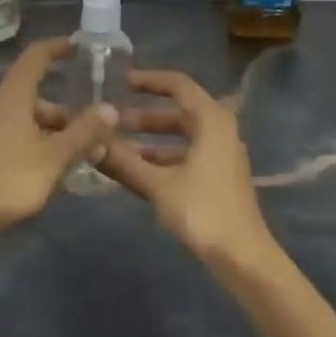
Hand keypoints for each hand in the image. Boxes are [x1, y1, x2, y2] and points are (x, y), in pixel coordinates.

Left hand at [0, 38, 117, 242]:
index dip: (56, 48)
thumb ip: (84, 132)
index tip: (77, 46)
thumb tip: (110, 108)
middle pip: (32, 97)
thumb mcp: (55, 158)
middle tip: (89, 134)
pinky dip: (28, 145)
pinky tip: (42, 171)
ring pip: (20, 121)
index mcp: (10, 96)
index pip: (35, 58)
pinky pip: (6, 138)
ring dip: (47, 133)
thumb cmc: (9, 180)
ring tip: (72, 159)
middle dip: (63, 113)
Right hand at [99, 70, 279, 273]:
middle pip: (178, 112)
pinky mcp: (218, 178)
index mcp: (212, 120)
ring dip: (150, 141)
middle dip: (144, 117)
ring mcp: (221, 156)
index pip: (178, 85)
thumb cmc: (202, 210)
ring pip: (181, 138)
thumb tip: (93, 143)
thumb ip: (125, 162)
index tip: (121, 82)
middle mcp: (220, 131)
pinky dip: (162, 160)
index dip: (149, 80)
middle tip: (113, 121)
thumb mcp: (158, 185)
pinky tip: (135, 172)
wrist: (242, 256)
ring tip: (117, 148)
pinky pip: (185, 157)